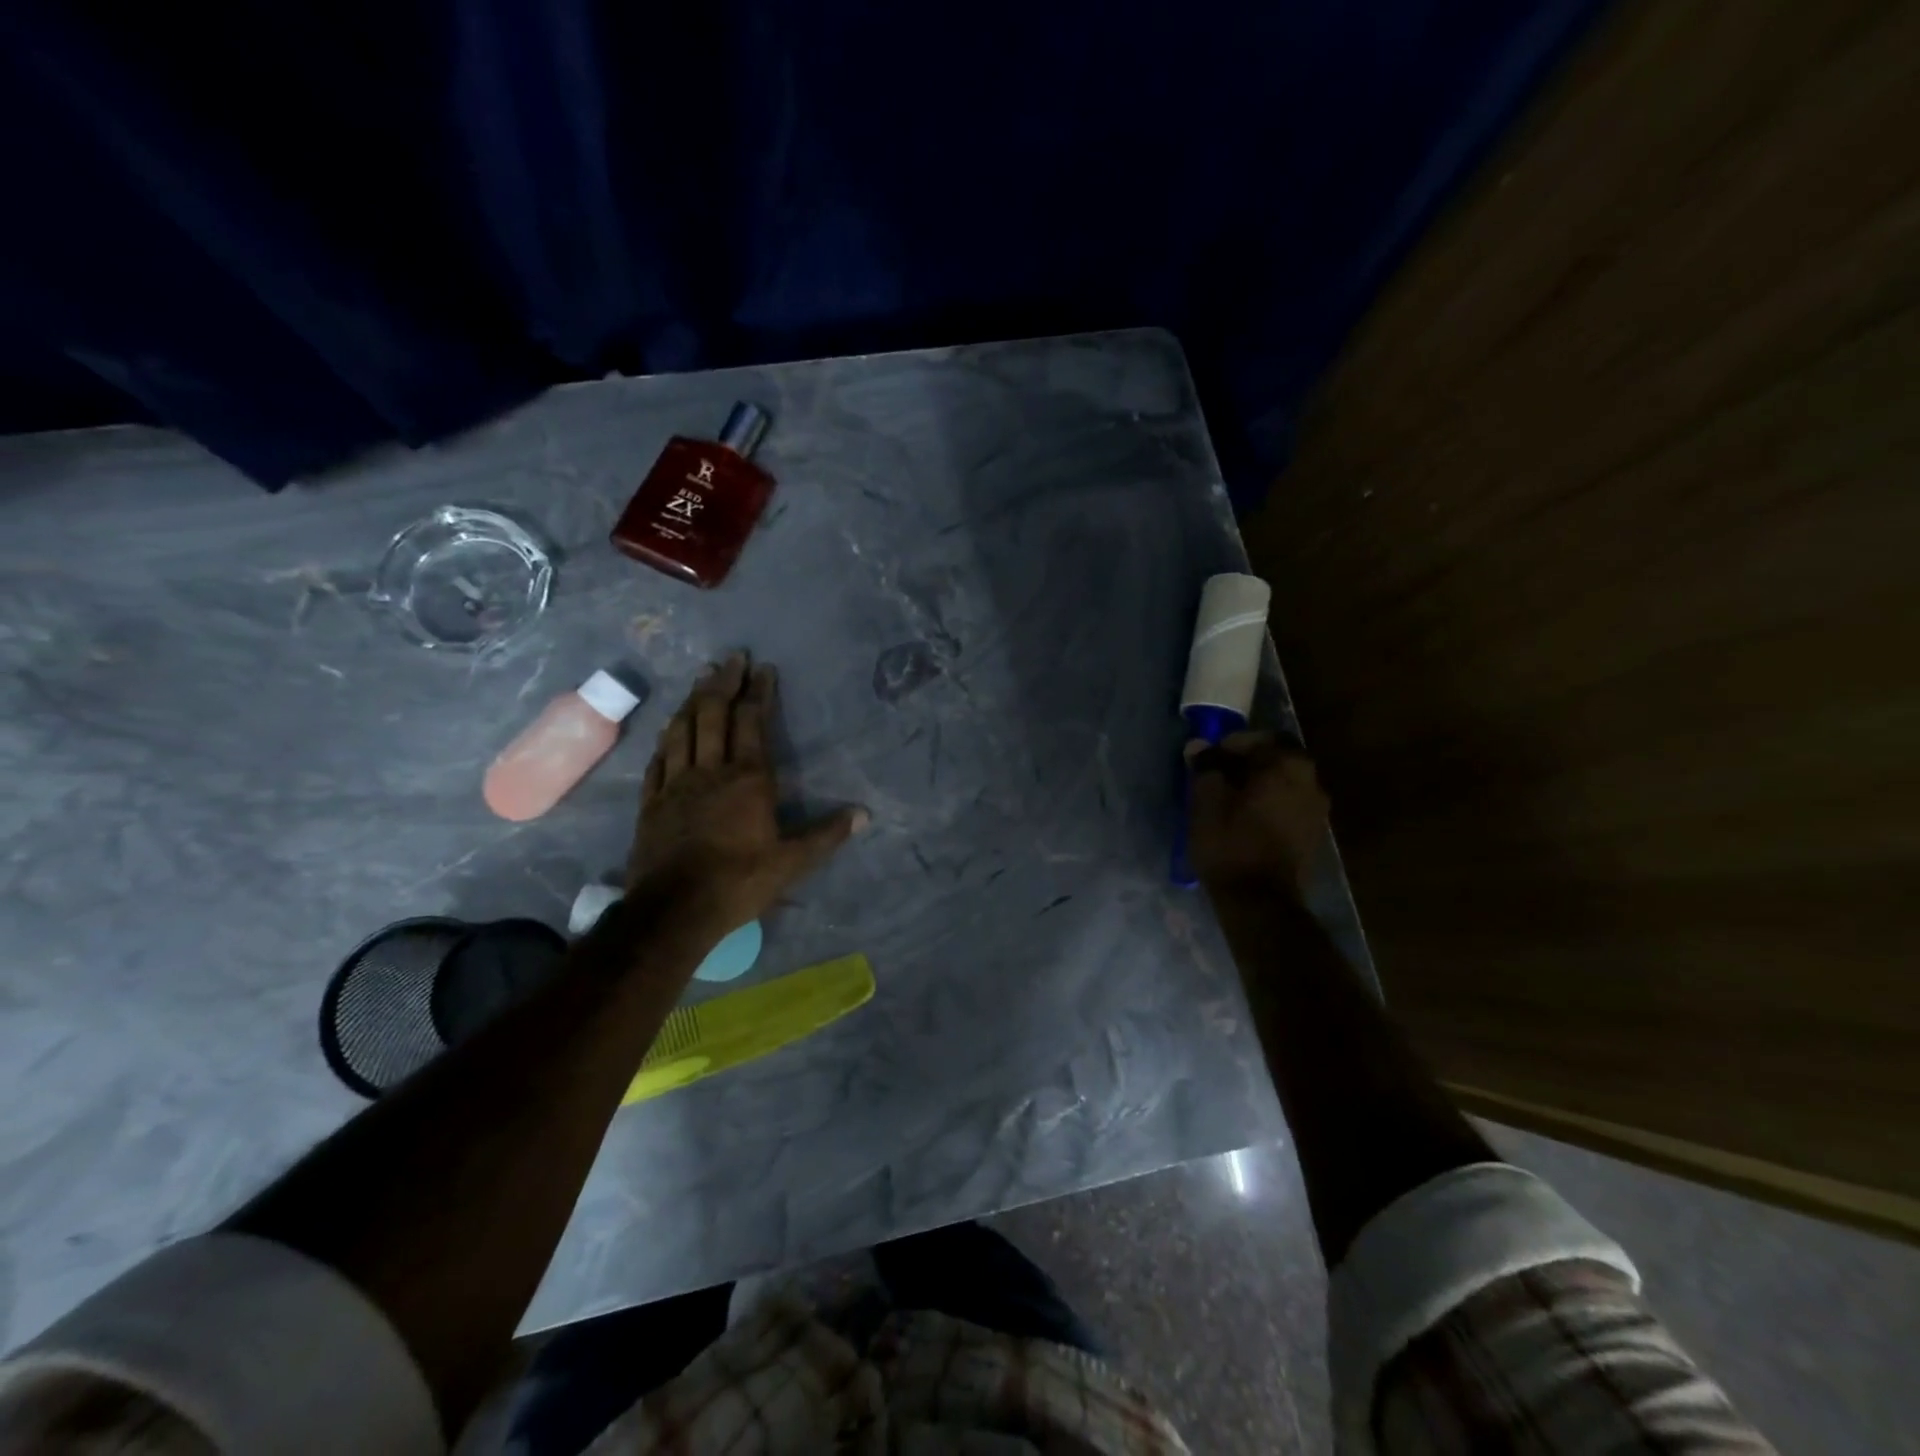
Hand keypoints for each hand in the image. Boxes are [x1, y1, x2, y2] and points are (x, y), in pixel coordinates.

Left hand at [627, 654, 866, 930]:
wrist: (674, 910)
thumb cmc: (739, 882)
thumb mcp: (792, 862)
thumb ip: (827, 834)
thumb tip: (864, 814)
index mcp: (747, 779)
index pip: (752, 722)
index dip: (758, 692)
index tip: (763, 668)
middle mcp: (710, 771)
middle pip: (713, 715)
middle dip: (723, 682)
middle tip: (730, 658)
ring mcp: (675, 784)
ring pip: (682, 730)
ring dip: (693, 701)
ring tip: (701, 678)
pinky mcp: (651, 802)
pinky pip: (658, 760)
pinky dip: (666, 738)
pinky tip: (669, 729)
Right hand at [1186, 731, 1328, 898]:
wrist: (1260, 901)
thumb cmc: (1230, 844)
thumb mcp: (1206, 802)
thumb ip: (1206, 768)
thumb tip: (1200, 746)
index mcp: (1287, 765)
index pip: (1258, 738)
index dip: (1229, 744)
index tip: (1207, 759)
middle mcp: (1311, 781)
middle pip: (1276, 758)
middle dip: (1247, 762)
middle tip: (1218, 776)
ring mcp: (1317, 809)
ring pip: (1284, 782)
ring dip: (1259, 783)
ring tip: (1230, 798)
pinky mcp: (1313, 833)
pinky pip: (1289, 804)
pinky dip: (1269, 803)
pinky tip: (1247, 818)